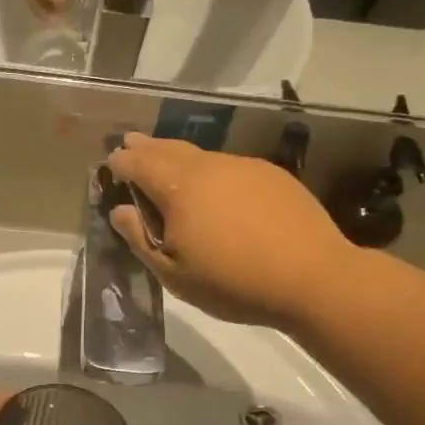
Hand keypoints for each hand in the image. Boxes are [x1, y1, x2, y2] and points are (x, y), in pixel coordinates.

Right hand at [105, 133, 354, 329]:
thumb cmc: (234, 283)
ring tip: (167, 160)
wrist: (313, 277)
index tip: (111, 162)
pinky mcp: (271, 175)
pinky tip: (215, 186)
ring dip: (178, 155)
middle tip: (131, 141)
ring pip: (201, 155)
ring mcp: (243, 167)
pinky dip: (210, 169)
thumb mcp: (175, 275)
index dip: (121, 162)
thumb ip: (141, 240)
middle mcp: (209, 167)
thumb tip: (120, 212)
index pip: (140, 164)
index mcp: (179, 188)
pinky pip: (229, 166)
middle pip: (168, 149)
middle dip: (146, 146)